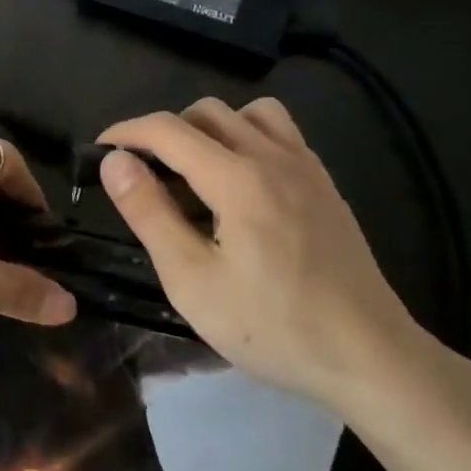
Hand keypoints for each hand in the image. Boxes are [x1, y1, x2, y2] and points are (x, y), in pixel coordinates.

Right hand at [97, 97, 427, 408]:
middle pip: (204, 112)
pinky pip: (279, 132)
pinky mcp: (324, 184)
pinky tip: (241, 183)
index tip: (99, 151)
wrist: (370, 358)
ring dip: (208, 129)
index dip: (125, 132)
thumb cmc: (272, 327)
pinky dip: (246, 137)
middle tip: (145, 175)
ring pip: (245, 113)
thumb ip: (149, 213)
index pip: (167, 129)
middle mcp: (272, 156)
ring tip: (194, 173)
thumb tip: (115, 161)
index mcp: (236, 177)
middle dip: (163, 132)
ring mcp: (305, 166)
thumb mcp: (192, 280)